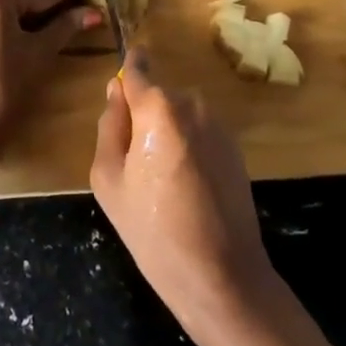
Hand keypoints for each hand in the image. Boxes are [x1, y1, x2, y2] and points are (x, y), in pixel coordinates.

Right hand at [90, 51, 277, 344]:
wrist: (222, 276)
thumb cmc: (154, 231)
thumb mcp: (109, 179)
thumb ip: (109, 125)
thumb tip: (116, 90)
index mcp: (158, 108)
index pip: (138, 69)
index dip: (128, 72)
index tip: (120, 85)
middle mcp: (192, 104)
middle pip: (157, 97)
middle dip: (144, 118)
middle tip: (135, 166)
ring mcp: (218, 125)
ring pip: (179, 116)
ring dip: (167, 134)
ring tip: (162, 183)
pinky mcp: (235, 147)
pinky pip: (199, 133)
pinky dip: (188, 149)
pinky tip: (186, 189)